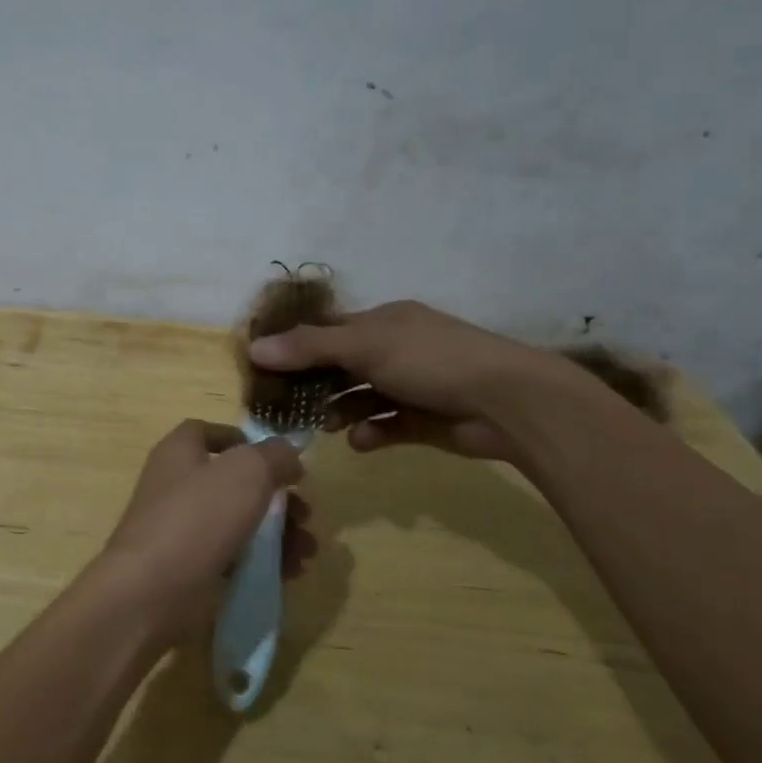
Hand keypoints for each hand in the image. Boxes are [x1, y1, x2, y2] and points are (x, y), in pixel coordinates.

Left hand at [92, 420, 313, 642]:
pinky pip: (234, 557)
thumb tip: (289, 454)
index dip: (242, 440)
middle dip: (276, 497)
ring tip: (307, 550)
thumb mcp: (246, 472)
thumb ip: (274, 456)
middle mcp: (177, 486)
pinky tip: (291, 573)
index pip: (206, 432)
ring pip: (239, 522)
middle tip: (306, 514)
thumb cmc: (197, 517)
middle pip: (234, 482)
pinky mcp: (190, 568)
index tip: (277, 458)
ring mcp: (182, 530)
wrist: (151, 591)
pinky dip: (263, 561)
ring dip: (279, 533)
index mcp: (179, 453)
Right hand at [247, 300, 572, 462]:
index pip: (330, 331)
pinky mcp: (424, 421)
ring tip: (324, 426)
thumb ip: (309, 348)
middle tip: (286, 406)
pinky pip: (386, 425)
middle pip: (342, 366)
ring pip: (362, 398)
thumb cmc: (432, 361)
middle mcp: (397, 349)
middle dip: (316, 386)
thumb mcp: (365, 346)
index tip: (266, 370)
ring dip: (341, 411)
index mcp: (385, 322)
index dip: (298, 348)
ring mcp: (412, 386)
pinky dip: (371, 432)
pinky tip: (361, 441)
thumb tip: (253, 348)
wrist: (508, 403)